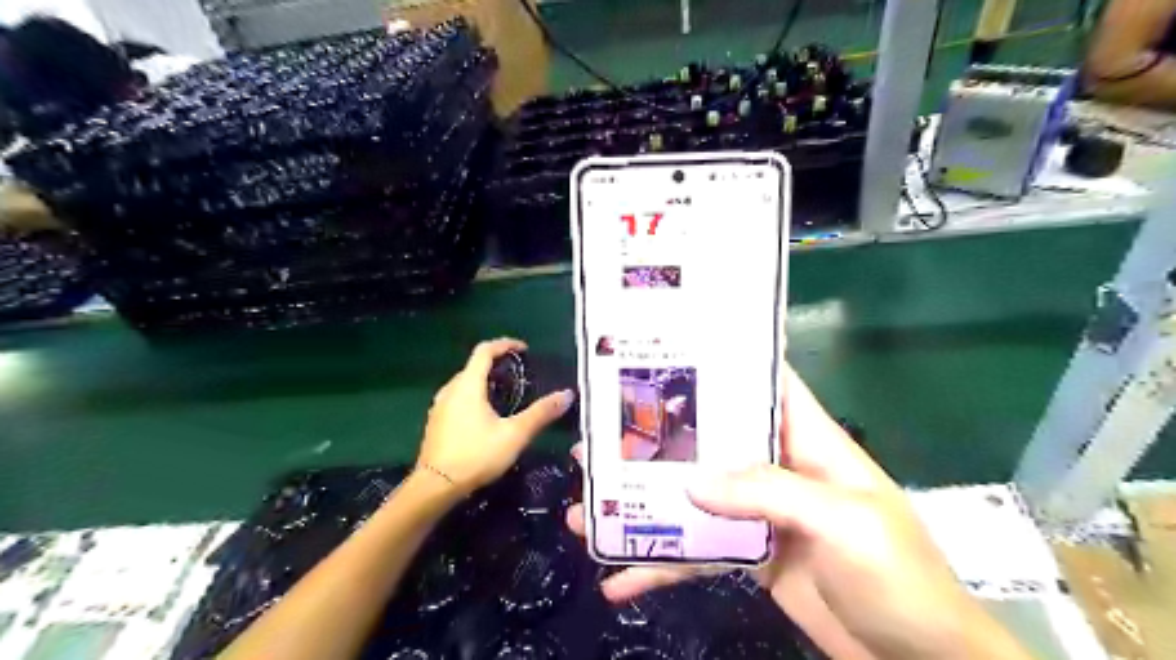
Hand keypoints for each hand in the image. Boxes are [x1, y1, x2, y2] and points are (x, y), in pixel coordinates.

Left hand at [417, 340, 575, 494]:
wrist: (435, 487)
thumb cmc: (476, 456)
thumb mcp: (515, 434)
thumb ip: (541, 413)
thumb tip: (568, 395)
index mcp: (468, 385)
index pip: (484, 351)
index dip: (505, 344)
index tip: (524, 349)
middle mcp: (450, 390)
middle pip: (474, 366)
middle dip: (497, 365)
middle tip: (520, 376)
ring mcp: (439, 407)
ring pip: (464, 384)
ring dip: (485, 382)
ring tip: (506, 396)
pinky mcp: (436, 423)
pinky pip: (457, 399)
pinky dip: (474, 397)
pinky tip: (486, 417)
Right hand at [570, 367, 1030, 659]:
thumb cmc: (899, 578)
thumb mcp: (843, 523)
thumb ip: (770, 493)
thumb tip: (693, 482)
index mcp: (808, 442)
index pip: (766, 385)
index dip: (724, 363)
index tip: (669, 354)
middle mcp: (779, 468)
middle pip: (710, 443)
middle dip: (657, 442)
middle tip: (599, 443)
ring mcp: (761, 515)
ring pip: (693, 499)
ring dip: (644, 508)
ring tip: (584, 514)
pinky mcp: (751, 556)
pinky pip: (698, 554)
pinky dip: (662, 566)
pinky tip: (619, 580)